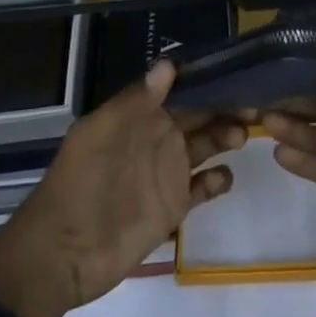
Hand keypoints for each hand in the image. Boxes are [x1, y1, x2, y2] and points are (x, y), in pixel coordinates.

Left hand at [0, 60, 245, 316]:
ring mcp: (167, 174)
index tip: (237, 72)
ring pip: (206, 146)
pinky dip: (217, 181)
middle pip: (200, 116)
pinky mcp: (173, 208)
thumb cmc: (78, 184)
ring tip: (241, 137)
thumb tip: (169, 64)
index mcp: (140, 117)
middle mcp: (158, 139)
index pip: (181, 91)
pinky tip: (225, 177)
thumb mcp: (100, 134)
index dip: (207, 82)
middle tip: (255, 105)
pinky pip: (202, 189)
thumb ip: (135, 101)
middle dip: (226, 107)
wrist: (60, 253)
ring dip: (226, 137)